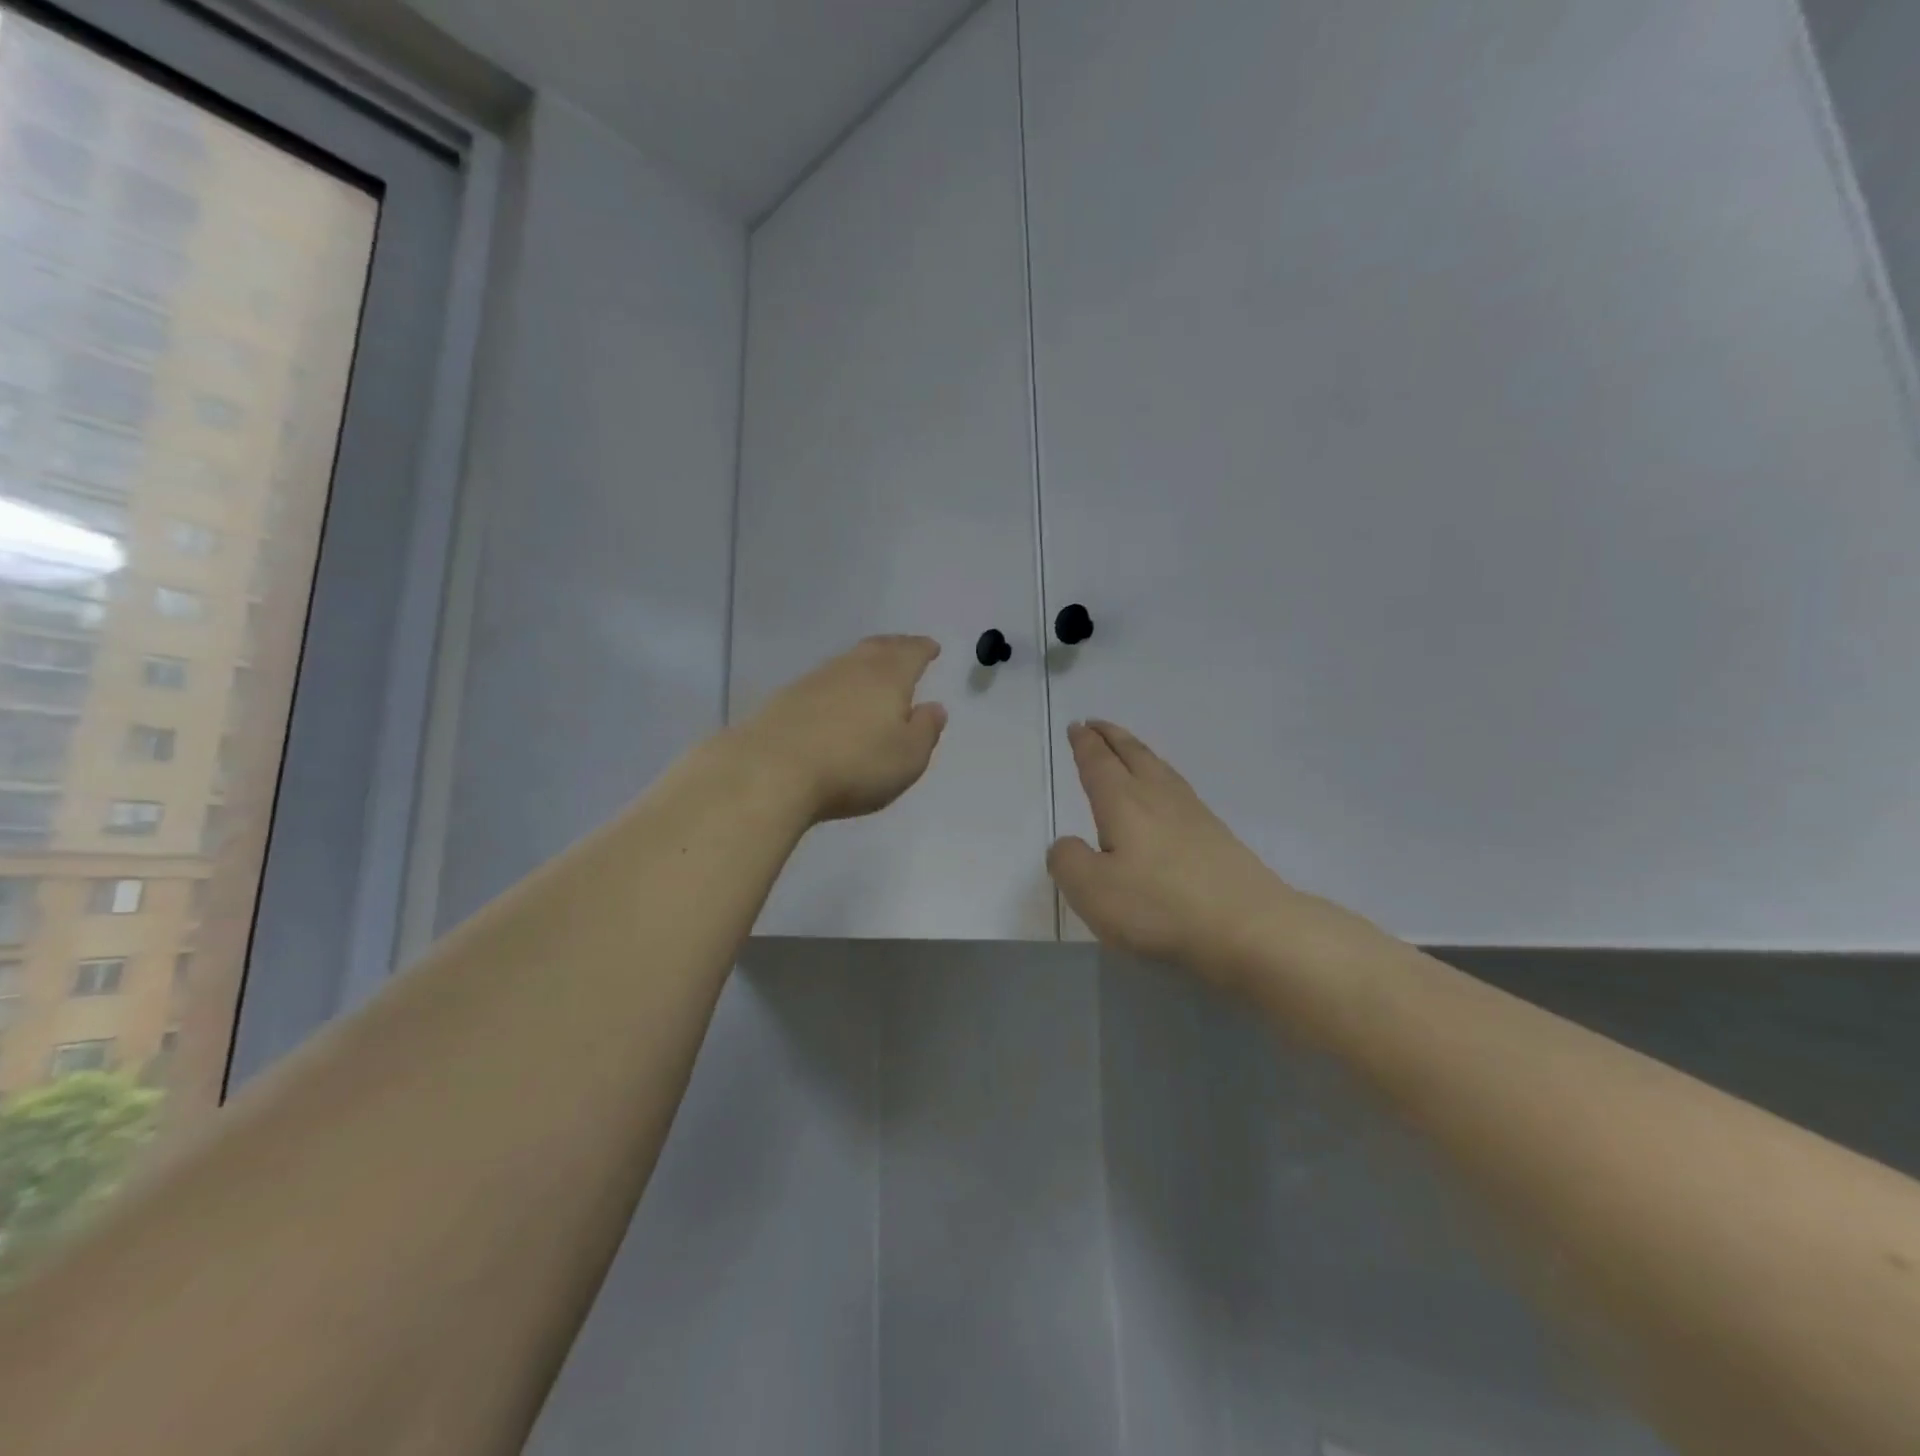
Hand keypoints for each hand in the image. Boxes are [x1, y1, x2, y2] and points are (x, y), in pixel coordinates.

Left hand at [732, 636, 948, 824]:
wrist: (771, 771)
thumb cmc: (854, 765)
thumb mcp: (908, 757)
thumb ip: (926, 730)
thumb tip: (934, 708)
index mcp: (888, 677)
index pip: (911, 653)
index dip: (923, 649)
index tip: (932, 648)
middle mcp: (851, 668)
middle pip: (877, 648)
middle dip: (895, 647)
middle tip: (905, 648)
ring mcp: (814, 681)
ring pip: (847, 662)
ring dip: (864, 663)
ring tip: (873, 672)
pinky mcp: (785, 699)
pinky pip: (823, 682)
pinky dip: (838, 684)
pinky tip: (836, 698)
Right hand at [1047, 721, 1372, 987]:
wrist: (1248, 927)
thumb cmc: (1160, 907)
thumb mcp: (1092, 891)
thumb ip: (1068, 861)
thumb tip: (1067, 844)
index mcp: (1123, 803)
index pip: (1098, 763)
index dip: (1085, 744)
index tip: (1076, 726)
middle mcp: (1158, 797)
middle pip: (1132, 755)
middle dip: (1111, 737)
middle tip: (1095, 723)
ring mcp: (1193, 814)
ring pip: (1159, 768)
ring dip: (1138, 751)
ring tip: (1128, 748)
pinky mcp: (1216, 835)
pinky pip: (1178, 787)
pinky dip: (1162, 775)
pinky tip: (1166, 792)